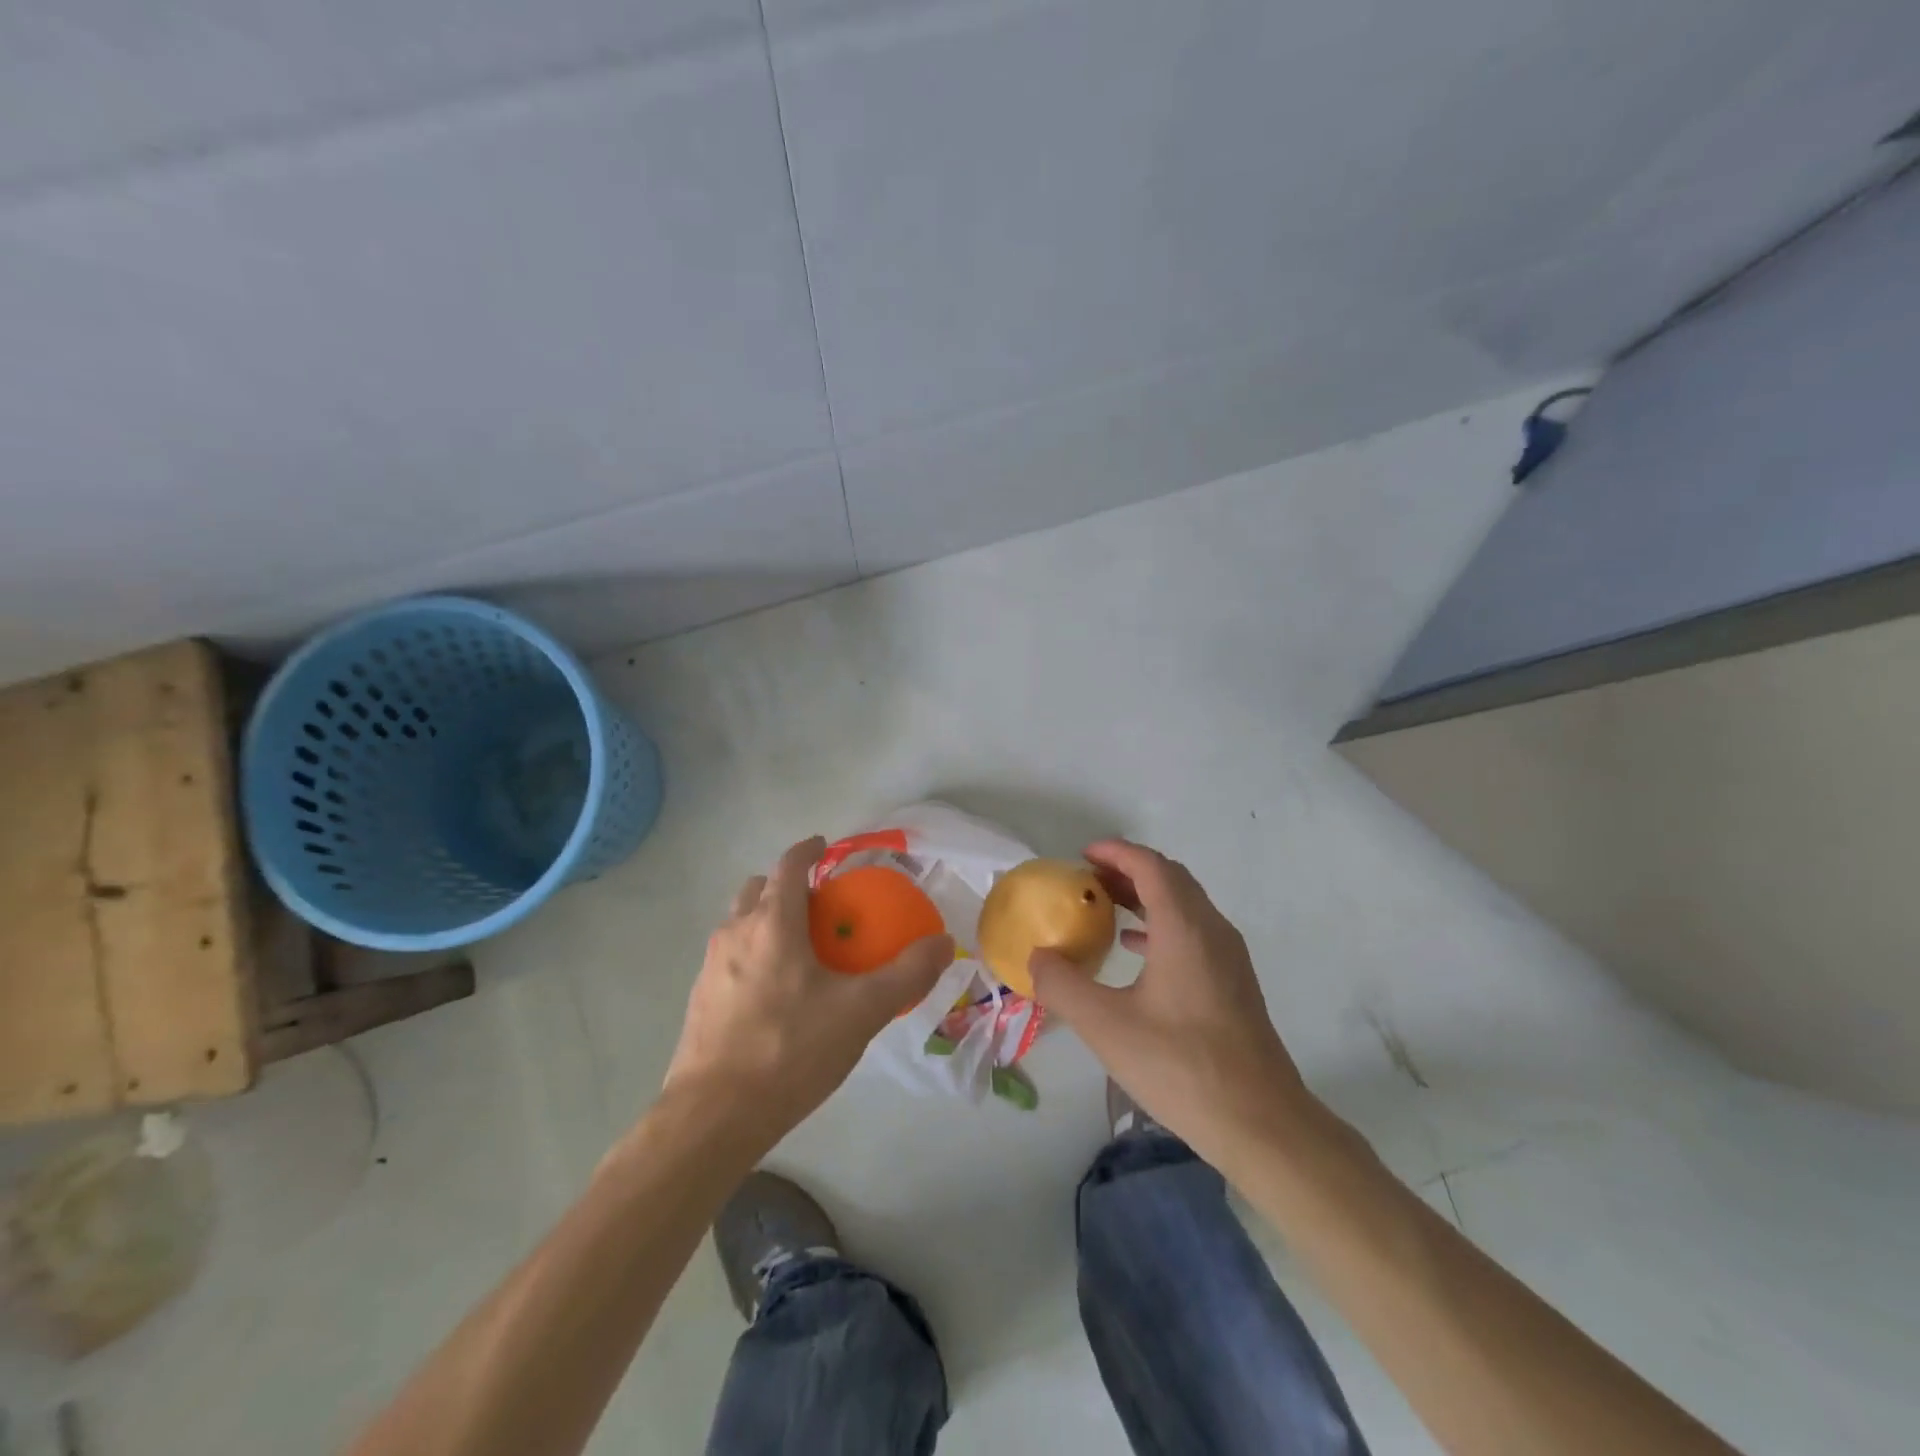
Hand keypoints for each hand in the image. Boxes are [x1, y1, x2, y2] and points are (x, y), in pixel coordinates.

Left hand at [663, 836, 954, 1147]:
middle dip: (787, 885)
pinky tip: (776, 993)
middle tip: (820, 906)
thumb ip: (906, 974)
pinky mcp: (699, 998)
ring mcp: (711, 966)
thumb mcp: (861, 1012)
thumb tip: (943, 942)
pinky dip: (754, 952)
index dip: (808, 850)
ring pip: (740, 922)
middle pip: (758, 888)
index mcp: (772, 923)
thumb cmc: (790, 1050)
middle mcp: (735, 933)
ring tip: (800, 949)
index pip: (789, 866)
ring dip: (766, 918)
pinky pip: (731, 956)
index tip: (825, 847)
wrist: (713, 1116)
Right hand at [1029, 839, 1316, 1164]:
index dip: (1116, 852)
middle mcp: (1212, 930)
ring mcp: (1229, 957)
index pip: (1150, 866)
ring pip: (1184, 905)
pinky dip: (1161, 924)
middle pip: (1170, 878)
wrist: (1261, 1123)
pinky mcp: (1234, 982)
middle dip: (1128, 870)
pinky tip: (1135, 950)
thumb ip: (1063, 985)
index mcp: (1185, 928)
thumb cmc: (1181, 1066)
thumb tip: (1037, 957)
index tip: (1081, 855)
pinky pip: (1194, 932)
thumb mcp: (1106, 1026)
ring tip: (1105, 908)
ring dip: (1145, 897)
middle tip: (1087, 880)